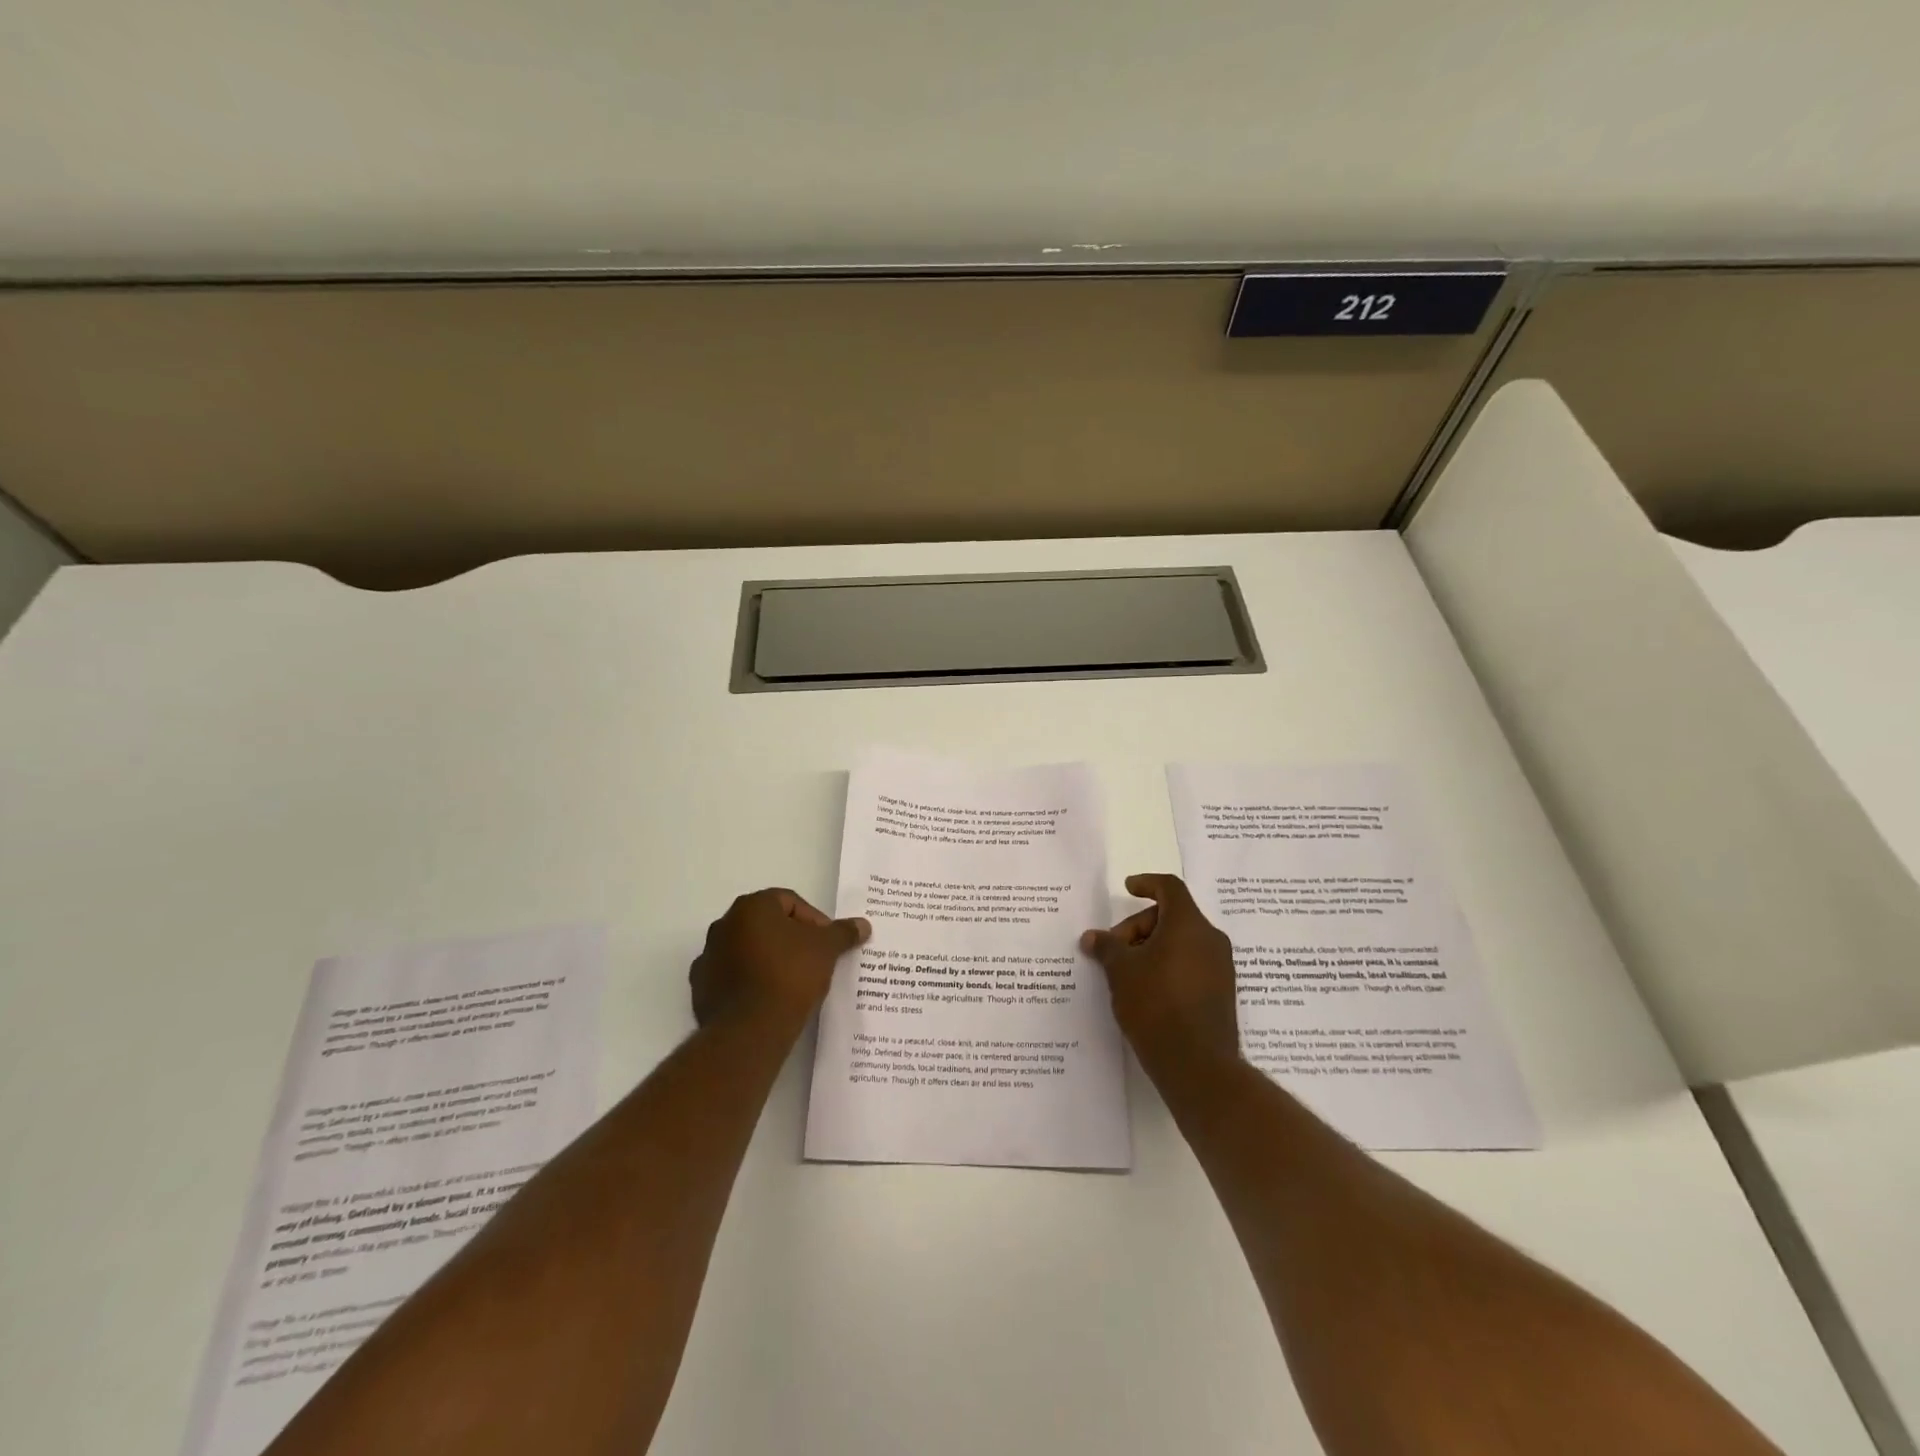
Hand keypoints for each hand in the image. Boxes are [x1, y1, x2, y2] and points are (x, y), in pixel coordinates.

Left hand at [690, 888, 869, 1033]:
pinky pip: (731, 977)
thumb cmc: (790, 976)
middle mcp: (724, 925)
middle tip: (812, 959)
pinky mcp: (700, 988)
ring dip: (767, 959)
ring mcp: (708, 957)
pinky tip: (767, 999)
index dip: (813, 920)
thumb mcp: (826, 950)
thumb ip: (842, 933)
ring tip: (791, 982)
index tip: (828, 943)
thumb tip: (862, 924)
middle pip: (765, 924)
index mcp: (752, 907)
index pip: (789, 901)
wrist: (749, 1030)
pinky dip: (748, 982)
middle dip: (789, 938)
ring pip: (746, 950)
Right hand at [1081, 873, 1239, 1069]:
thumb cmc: (1156, 1005)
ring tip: (1126, 972)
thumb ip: (1107, 947)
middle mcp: (1210, 939)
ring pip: (1182, 942)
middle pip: (1173, 916)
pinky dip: (1168, 966)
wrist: (1197, 1065)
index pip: (1170, 888)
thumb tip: (1092, 937)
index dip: (1147, 883)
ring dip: (1152, 948)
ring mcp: (1220, 968)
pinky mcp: (1221, 993)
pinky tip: (1146, 990)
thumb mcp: (1121, 971)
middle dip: (1139, 927)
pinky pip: (1191, 964)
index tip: (1127, 888)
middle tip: (1114, 949)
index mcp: (1188, 924)